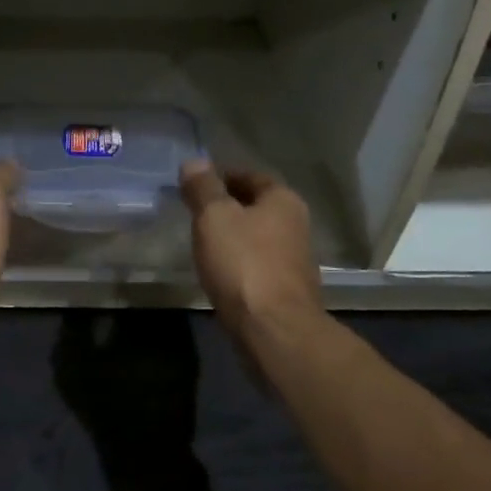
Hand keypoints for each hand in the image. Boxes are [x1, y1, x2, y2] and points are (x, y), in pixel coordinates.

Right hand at [179, 161, 323, 342]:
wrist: (273, 329)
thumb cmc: (243, 263)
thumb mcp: (214, 217)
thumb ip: (203, 188)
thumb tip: (194, 161)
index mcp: (283, 200)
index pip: (250, 176)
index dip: (222, 177)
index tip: (195, 185)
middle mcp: (296, 225)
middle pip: (256, 207)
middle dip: (227, 207)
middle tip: (194, 213)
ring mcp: (294, 260)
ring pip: (257, 237)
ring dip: (233, 237)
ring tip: (202, 243)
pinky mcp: (286, 290)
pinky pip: (257, 265)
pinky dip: (239, 263)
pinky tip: (219, 272)